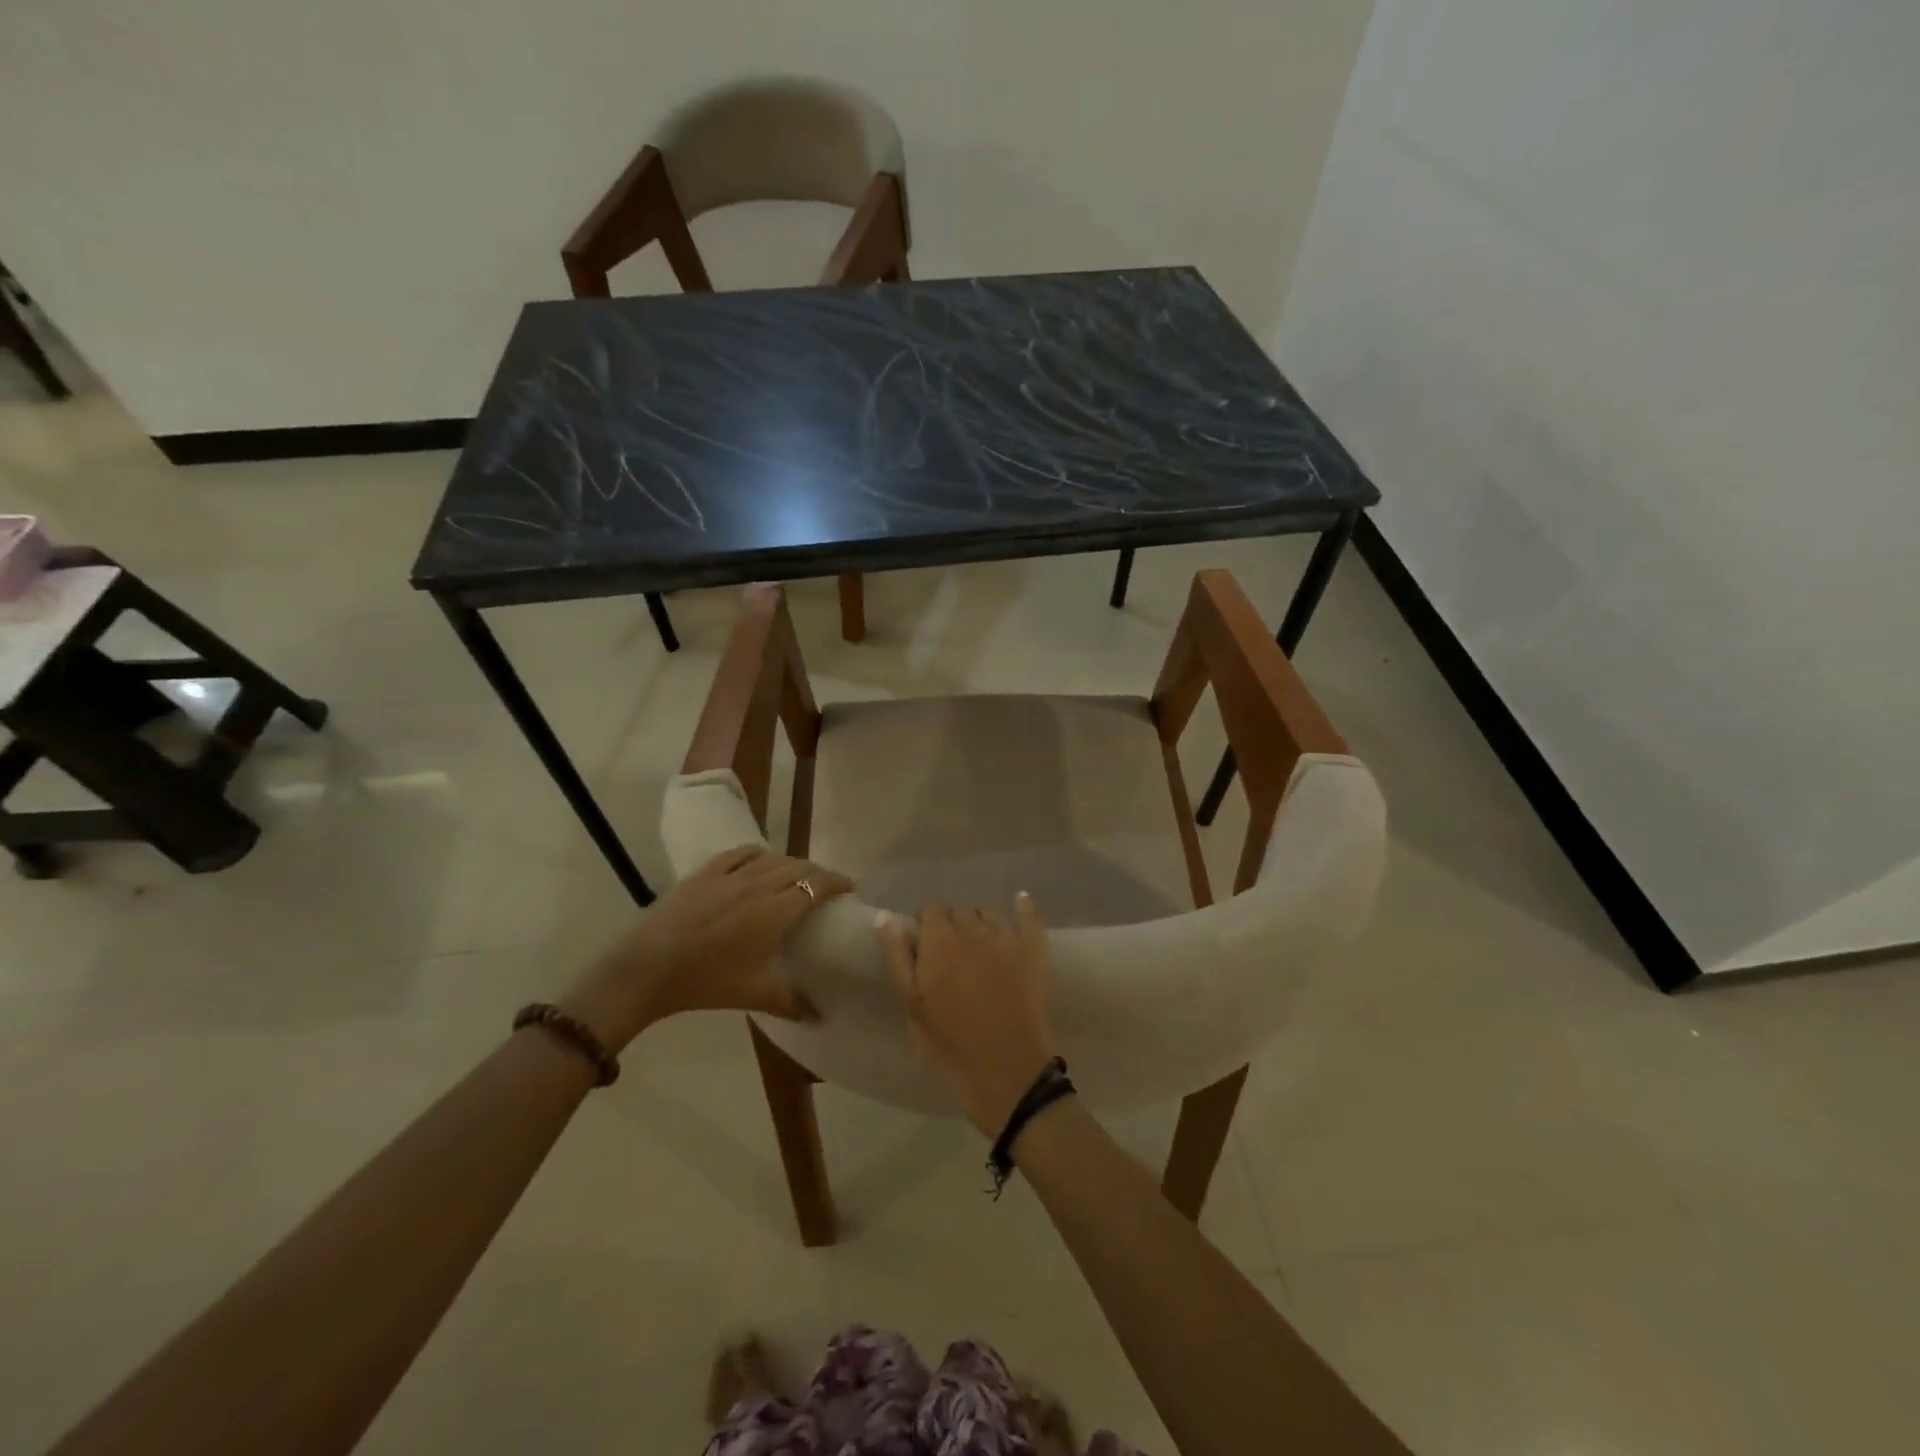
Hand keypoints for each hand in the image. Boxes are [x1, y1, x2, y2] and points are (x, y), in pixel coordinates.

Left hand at [561, 846, 852, 1050]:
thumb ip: (791, 1002)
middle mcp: (758, 884)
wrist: (648, 969)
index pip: (817, 885)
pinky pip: (741, 853)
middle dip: (817, 873)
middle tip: (825, 887)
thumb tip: (820, 1017)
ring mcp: (729, 875)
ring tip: (796, 876)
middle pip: (798, 867)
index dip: (837, 882)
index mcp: (775, 911)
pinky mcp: (705, 872)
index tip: (851, 887)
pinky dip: (759, 854)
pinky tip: (760, 861)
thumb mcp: (753, 994)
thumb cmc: (706, 982)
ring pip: (772, 858)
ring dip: (791, 863)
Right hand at [876, 895, 1059, 1136]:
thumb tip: (884, 916)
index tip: (926, 948)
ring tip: (980, 950)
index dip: (927, 925)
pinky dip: (1024, 907)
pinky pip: (1029, 915)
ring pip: (989, 913)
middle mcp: (972, 927)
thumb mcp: (911, 1001)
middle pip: (959, 911)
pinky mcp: (1033, 948)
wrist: (1004, 1066)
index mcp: (939, 938)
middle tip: (952, 958)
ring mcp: (1006, 935)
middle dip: (953, 926)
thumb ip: (896, 955)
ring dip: (981, 924)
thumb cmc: (948, 1039)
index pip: (930, 909)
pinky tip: (1021, 901)